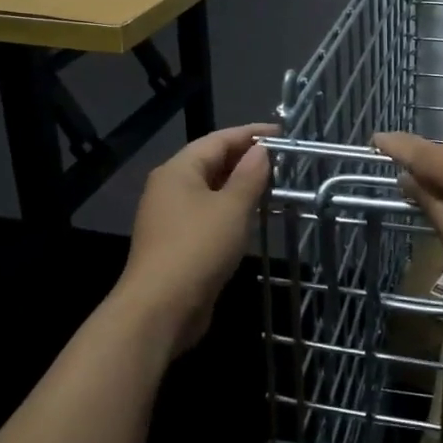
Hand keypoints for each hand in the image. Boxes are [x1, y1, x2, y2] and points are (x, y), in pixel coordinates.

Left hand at [119, 123, 276, 355]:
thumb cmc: (198, 248)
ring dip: (240, 185)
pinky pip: (208, 213)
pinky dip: (230, 209)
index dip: (251, 133)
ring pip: (210, 189)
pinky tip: (251, 217)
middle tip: (283, 160)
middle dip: (246, 158)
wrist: (160, 309)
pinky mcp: (176, 242)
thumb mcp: (232, 208)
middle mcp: (170, 187)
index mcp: (178, 170)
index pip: (218, 139)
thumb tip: (261, 150)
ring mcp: (170, 216)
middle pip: (212, 162)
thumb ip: (249, 176)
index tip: (283, 134)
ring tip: (273, 185)